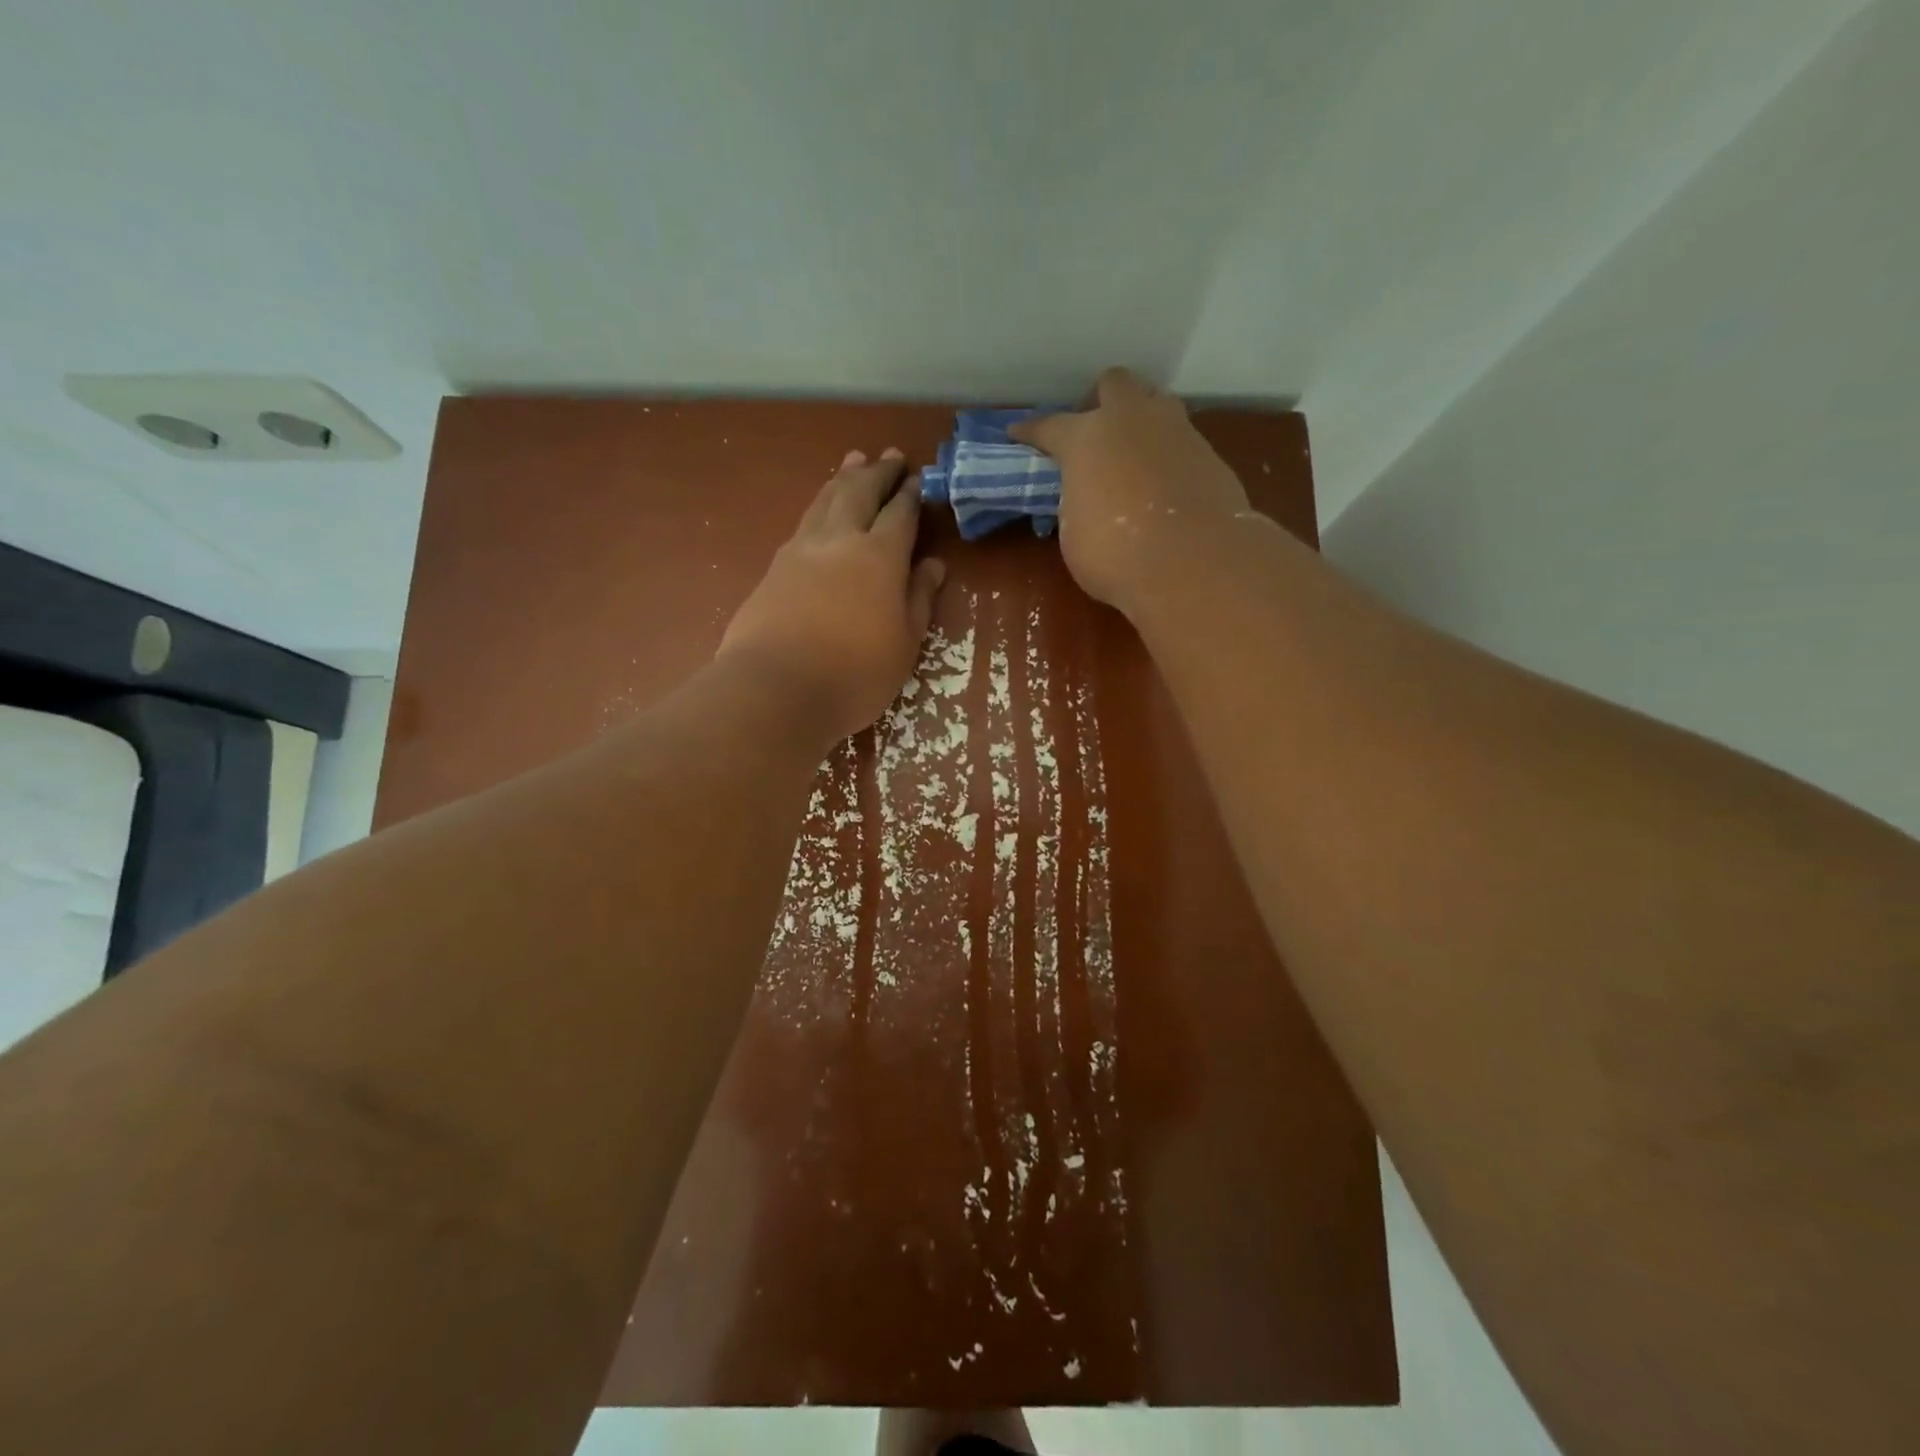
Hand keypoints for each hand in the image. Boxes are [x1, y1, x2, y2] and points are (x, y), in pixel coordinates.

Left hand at [719, 448, 945, 747]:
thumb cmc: (855, 673)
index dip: (911, 495)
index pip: (900, 514)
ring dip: (844, 478)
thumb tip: (933, 565)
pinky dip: (819, 504)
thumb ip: (919, 598)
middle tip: (890, 455)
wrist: (776, 688)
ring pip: (826, 500)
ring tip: (854, 461)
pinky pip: (804, 521)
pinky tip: (821, 509)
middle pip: (860, 493)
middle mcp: (840, 540)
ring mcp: (801, 550)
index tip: (918, 478)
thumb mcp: (905, 643)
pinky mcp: (774, 567)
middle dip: (878, 472)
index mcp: (880, 556)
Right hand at [1012, 368, 1249, 613]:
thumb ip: (1078, 503)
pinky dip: (1168, 455)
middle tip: (1094, 430)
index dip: (1031, 431)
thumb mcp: (1075, 532)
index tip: (1017, 432)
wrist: (1191, 562)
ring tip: (1132, 453)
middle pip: (1115, 384)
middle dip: (1101, 400)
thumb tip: (1088, 499)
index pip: (1050, 426)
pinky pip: (1181, 441)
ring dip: (1141, 420)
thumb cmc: (1115, 553)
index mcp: (1086, 438)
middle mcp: (1131, 421)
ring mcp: (1177, 432)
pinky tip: (1163, 484)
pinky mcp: (1209, 455)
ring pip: (1157, 403)